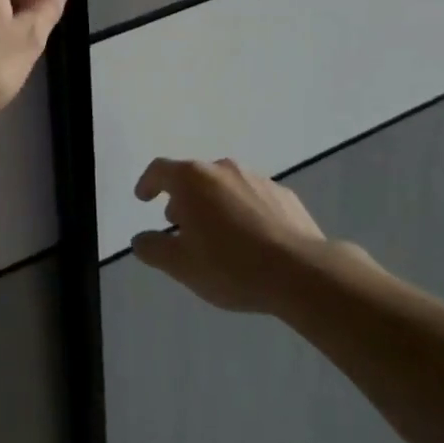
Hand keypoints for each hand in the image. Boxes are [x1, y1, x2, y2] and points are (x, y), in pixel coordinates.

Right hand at [131, 158, 337, 313]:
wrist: (302, 273)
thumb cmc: (231, 266)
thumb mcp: (181, 266)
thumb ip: (153, 249)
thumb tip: (141, 239)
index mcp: (192, 179)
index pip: (160, 170)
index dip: (148, 183)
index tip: (143, 198)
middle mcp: (223, 169)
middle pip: (194, 177)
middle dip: (183, 199)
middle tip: (181, 227)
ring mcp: (257, 179)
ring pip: (225, 186)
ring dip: (214, 205)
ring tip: (218, 236)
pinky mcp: (285, 195)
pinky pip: (254, 198)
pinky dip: (244, 212)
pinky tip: (251, 240)